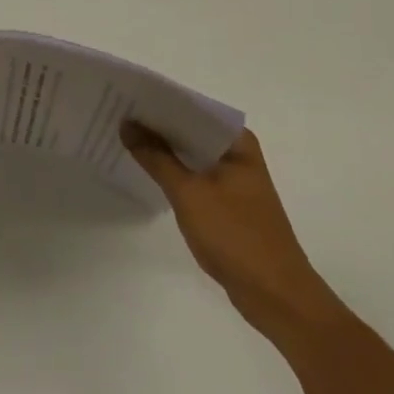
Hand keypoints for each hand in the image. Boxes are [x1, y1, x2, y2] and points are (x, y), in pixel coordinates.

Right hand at [122, 122, 341, 341]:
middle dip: (156, 125)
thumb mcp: (189, 193)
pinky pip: (194, 176)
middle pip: (190, 130)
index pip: (191, 108)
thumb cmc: (236, 236)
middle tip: (116, 115)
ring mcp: (234, 179)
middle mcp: (238, 153)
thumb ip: (156, 157)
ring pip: (191, 154)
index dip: (158, 101)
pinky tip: (146, 171)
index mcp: (237, 141)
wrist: (277, 297)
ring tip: (124, 138)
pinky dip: (173, 172)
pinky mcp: (228, 203)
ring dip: (163, 150)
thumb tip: (127, 124)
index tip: (125, 96)